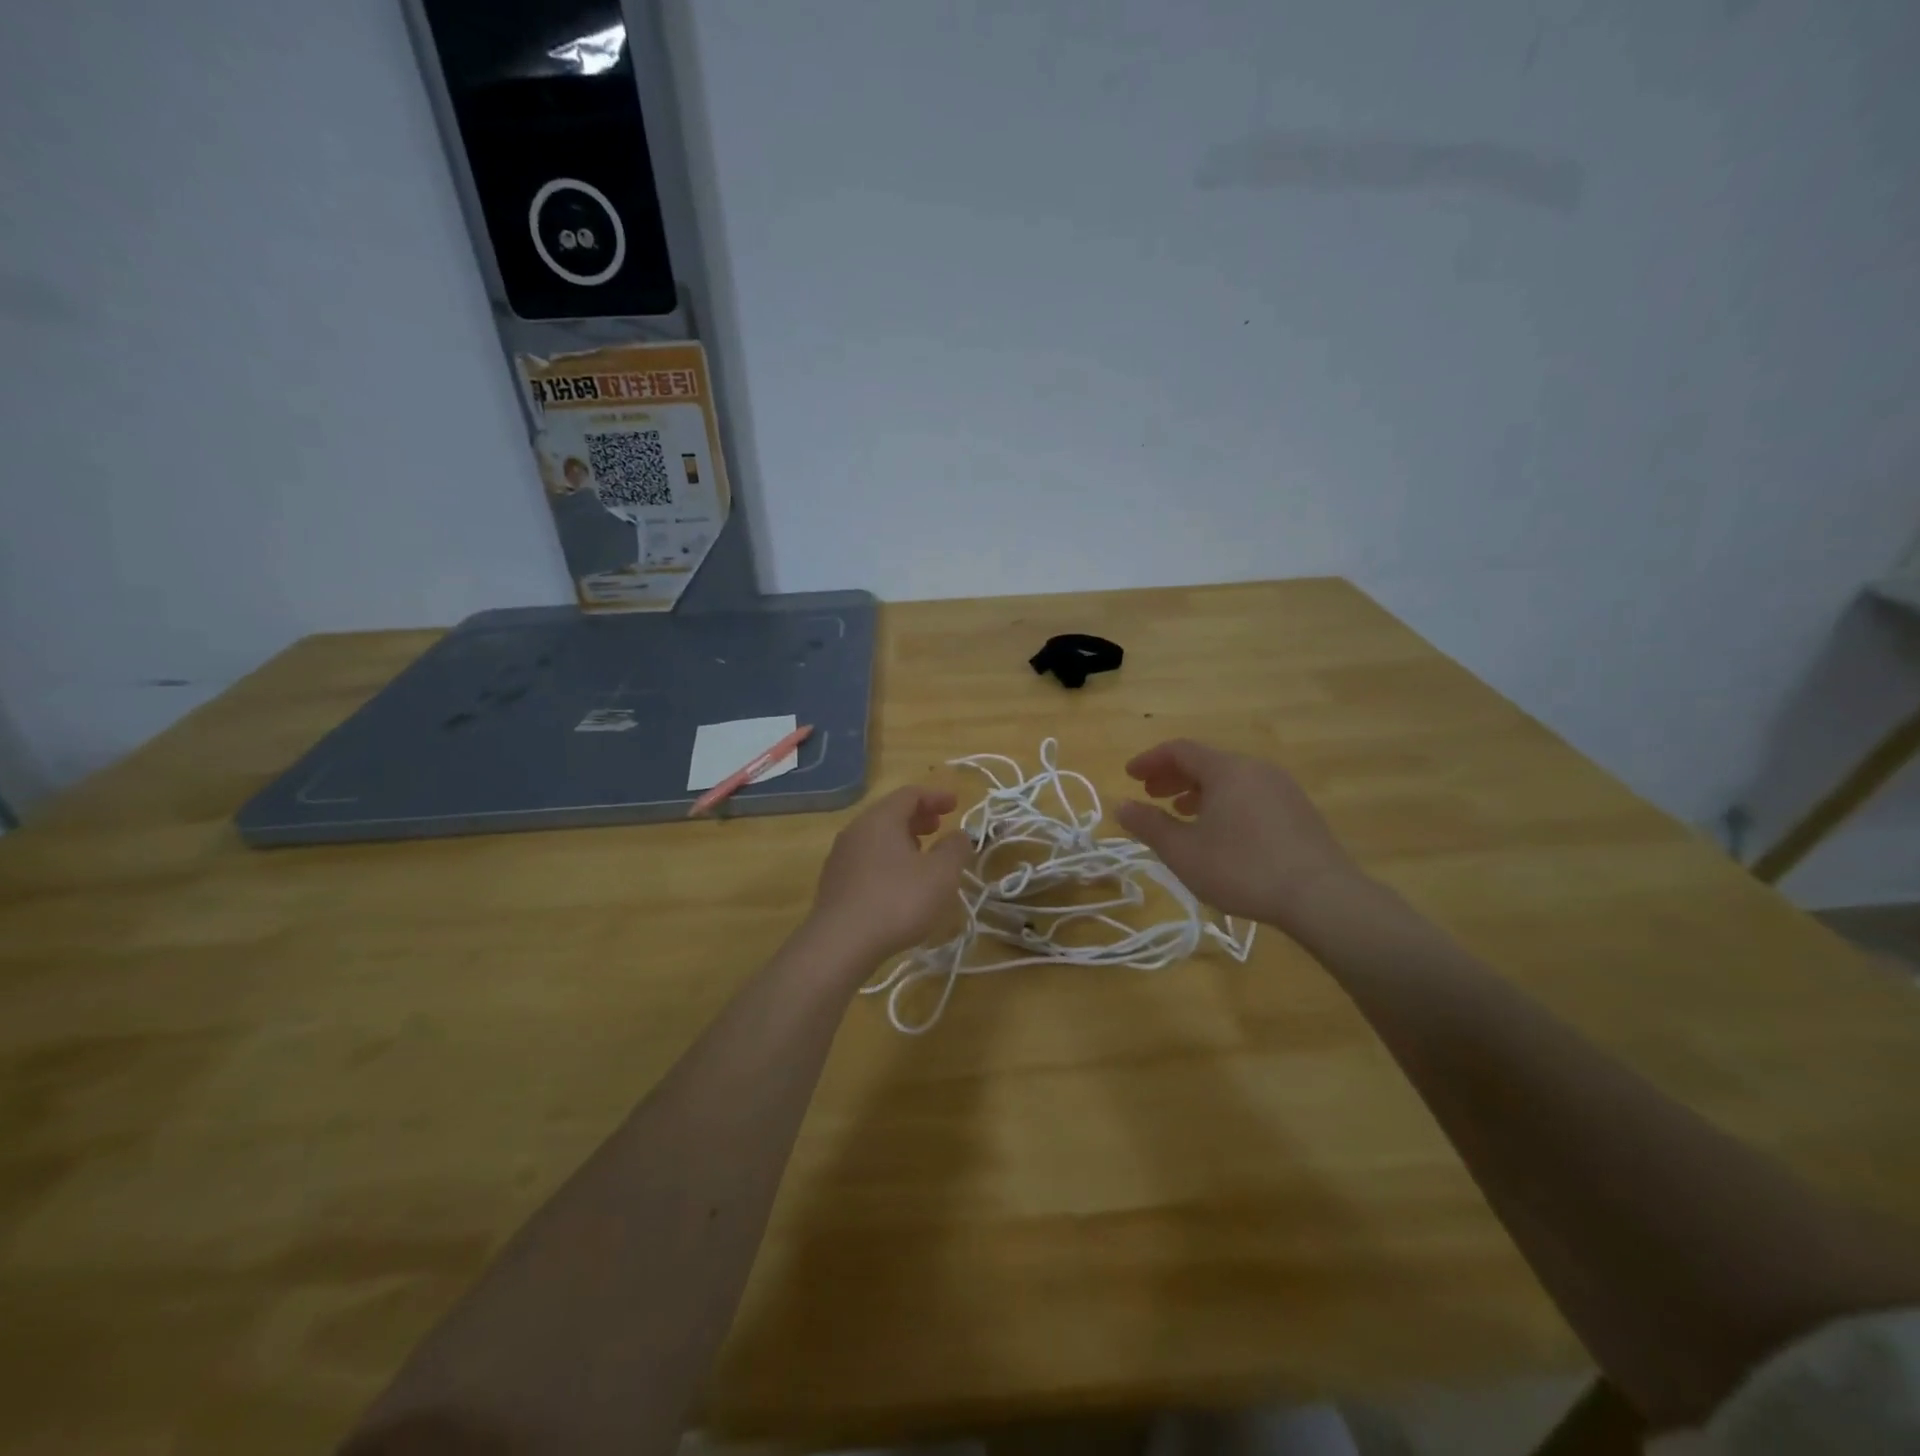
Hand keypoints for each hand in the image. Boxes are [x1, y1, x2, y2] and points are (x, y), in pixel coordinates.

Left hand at [804, 785, 971, 967]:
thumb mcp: (941, 874)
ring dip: (902, 839)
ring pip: (876, 837)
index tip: (956, 804)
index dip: (936, 796)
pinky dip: (888, 859)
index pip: (910, 794)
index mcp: (881, 819)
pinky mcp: (834, 883)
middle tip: (939, 827)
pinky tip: (899, 883)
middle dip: (918, 817)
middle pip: (890, 813)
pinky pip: (866, 859)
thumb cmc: (898, 900)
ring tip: (922, 855)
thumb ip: (955, 849)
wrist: (840, 944)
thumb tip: (959, 835)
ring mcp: (840, 857)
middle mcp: (856, 830)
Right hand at [1116, 739, 1362, 931]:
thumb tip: (1122, 806)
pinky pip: (1251, 794)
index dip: (1150, 760)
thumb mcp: (1183, 851)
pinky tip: (1221, 832)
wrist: (1321, 896)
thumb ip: (1149, 825)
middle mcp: (1255, 769)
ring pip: (1230, 779)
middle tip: (1150, 794)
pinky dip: (1225, 802)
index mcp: (1226, 769)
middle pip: (1206, 762)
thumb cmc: (1242, 868)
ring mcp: (1282, 788)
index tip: (1129, 776)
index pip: (1180, 750)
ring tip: (1181, 814)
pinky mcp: (1299, 811)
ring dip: (1199, 791)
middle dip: (1173, 776)